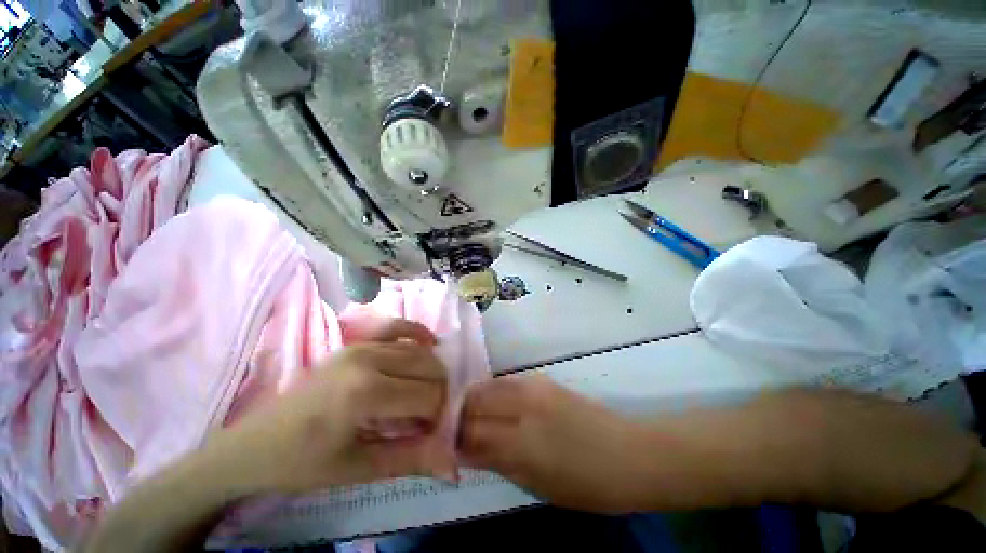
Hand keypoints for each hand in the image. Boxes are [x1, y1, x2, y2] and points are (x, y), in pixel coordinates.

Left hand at [212, 319, 456, 494]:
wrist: (256, 444)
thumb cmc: (304, 463)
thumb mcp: (359, 469)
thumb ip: (411, 460)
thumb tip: (456, 466)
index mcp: (367, 393)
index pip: (429, 397)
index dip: (438, 418)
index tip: (430, 435)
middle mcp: (369, 359)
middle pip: (430, 368)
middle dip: (440, 393)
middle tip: (429, 418)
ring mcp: (362, 345)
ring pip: (419, 350)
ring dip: (432, 372)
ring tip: (424, 396)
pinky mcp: (357, 342)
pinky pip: (398, 328)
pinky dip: (419, 333)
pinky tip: (430, 343)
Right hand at [460, 374, 652, 512]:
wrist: (629, 453)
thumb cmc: (585, 484)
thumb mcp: (536, 486)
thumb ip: (497, 462)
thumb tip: (465, 451)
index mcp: (522, 443)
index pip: (470, 432)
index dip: (452, 438)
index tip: (444, 443)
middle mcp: (523, 406)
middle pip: (474, 400)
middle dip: (458, 414)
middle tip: (454, 429)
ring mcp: (534, 386)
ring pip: (487, 386)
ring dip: (474, 401)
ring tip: (472, 417)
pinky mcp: (542, 379)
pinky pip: (505, 382)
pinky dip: (492, 393)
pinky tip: (495, 407)